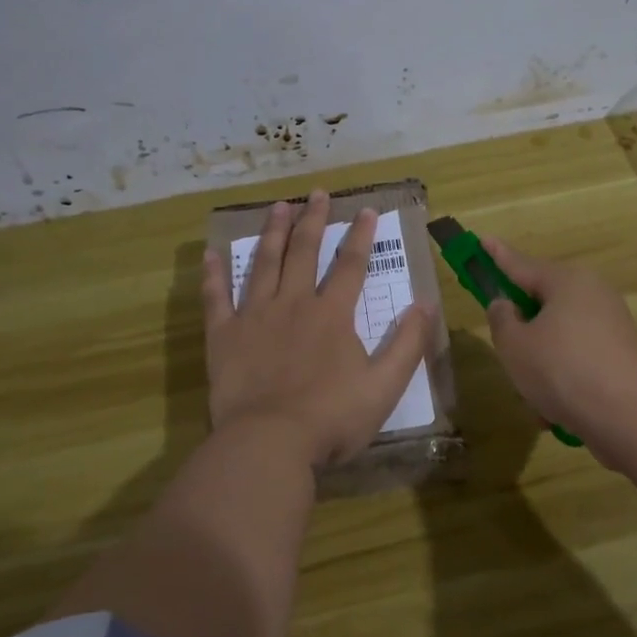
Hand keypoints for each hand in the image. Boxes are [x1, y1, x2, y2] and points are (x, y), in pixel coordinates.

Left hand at [203, 190, 434, 467]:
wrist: (270, 442)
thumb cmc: (332, 418)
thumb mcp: (384, 386)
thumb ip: (407, 344)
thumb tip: (425, 304)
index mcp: (332, 315)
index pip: (351, 265)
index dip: (361, 236)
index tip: (367, 210)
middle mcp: (294, 304)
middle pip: (305, 252)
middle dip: (314, 221)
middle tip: (317, 193)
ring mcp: (255, 316)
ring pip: (264, 264)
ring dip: (272, 233)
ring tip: (278, 207)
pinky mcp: (224, 336)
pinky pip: (217, 297)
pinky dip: (214, 274)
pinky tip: (211, 253)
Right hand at [480, 238, 636, 454]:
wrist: (629, 417)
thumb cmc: (562, 371)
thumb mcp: (515, 346)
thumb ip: (502, 319)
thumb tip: (507, 305)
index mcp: (567, 281)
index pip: (521, 264)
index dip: (496, 255)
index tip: (482, 239)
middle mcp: (594, 294)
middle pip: (543, 304)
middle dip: (522, 331)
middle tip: (507, 353)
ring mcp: (612, 325)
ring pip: (558, 338)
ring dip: (541, 364)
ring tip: (534, 397)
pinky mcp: (622, 355)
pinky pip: (578, 360)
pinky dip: (563, 380)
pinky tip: (556, 412)